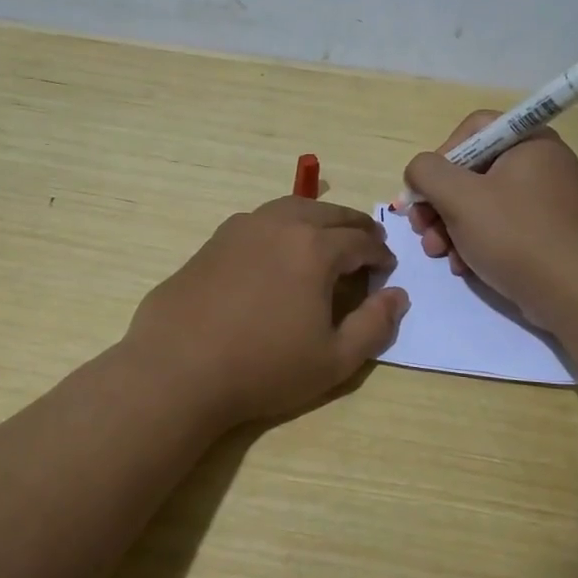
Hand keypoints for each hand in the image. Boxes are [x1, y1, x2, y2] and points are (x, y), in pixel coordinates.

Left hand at [124, 197, 408, 430]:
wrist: (179, 369)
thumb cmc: (264, 368)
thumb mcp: (334, 360)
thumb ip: (374, 325)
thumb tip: (397, 295)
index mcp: (314, 248)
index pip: (361, 240)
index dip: (380, 255)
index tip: (386, 269)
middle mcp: (280, 225)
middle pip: (328, 213)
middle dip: (354, 227)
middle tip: (367, 244)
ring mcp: (242, 229)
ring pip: (291, 208)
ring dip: (317, 219)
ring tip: (326, 239)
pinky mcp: (213, 241)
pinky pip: (259, 221)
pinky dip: (282, 226)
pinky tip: (278, 251)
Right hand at [402, 113, 577, 330]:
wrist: (575, 296)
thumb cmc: (517, 236)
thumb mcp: (460, 198)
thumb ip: (427, 173)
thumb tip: (418, 172)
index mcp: (529, 142)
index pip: (473, 129)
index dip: (441, 156)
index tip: (426, 190)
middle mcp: (540, 164)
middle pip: (472, 170)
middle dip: (439, 202)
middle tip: (421, 228)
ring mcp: (544, 201)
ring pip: (480, 203)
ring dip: (450, 227)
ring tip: (438, 253)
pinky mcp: (544, 233)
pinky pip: (499, 227)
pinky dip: (475, 243)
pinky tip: (462, 266)